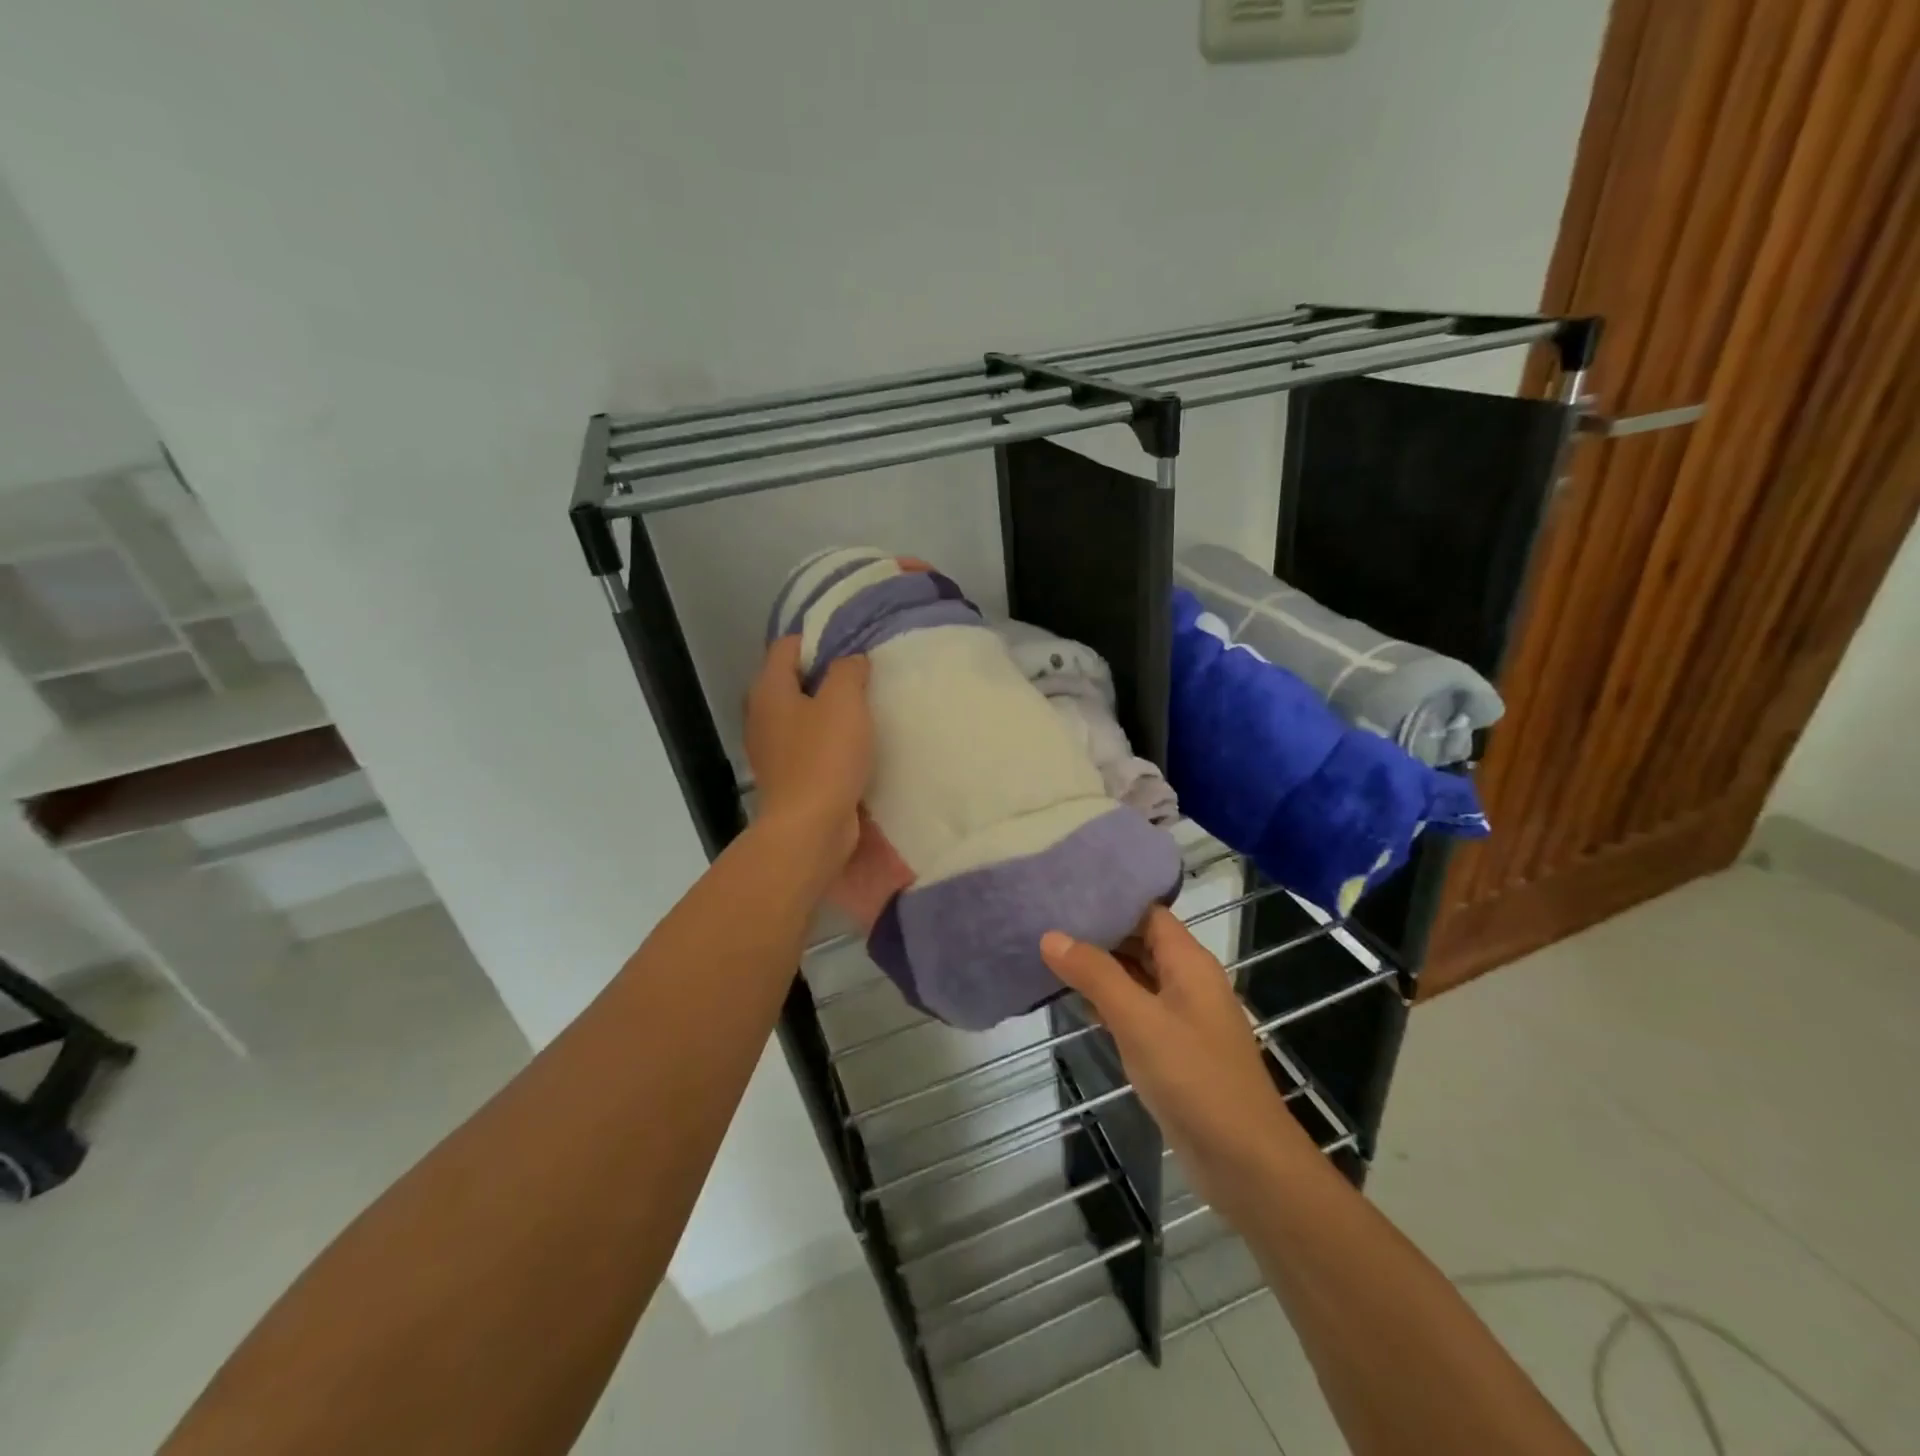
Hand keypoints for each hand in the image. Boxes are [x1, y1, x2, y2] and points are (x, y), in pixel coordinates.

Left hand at [745, 636, 871, 867]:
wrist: (810, 829)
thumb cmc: (825, 758)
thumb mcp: (844, 701)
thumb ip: (848, 670)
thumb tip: (851, 661)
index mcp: (768, 689)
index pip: (788, 646)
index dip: (819, 640)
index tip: (854, 648)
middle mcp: (761, 714)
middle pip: (793, 680)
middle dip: (826, 676)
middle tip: (863, 679)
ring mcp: (770, 748)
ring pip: (801, 715)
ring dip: (829, 711)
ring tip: (864, 711)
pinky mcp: (786, 776)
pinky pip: (808, 745)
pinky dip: (828, 741)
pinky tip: (855, 747)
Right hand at [1041, 907, 1310, 1216]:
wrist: (1245, 1162)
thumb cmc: (1194, 1079)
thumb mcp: (1138, 1020)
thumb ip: (1095, 975)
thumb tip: (1051, 935)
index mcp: (1188, 962)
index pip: (1147, 912)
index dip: (1110, 900)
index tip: (1065, 891)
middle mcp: (1187, 981)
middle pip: (1139, 942)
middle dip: (1097, 933)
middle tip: (1045, 919)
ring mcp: (1182, 1017)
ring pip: (1135, 978)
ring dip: (1098, 968)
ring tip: (1048, 952)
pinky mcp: (1174, 1050)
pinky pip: (1136, 1011)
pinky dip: (1107, 1002)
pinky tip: (1073, 1000)